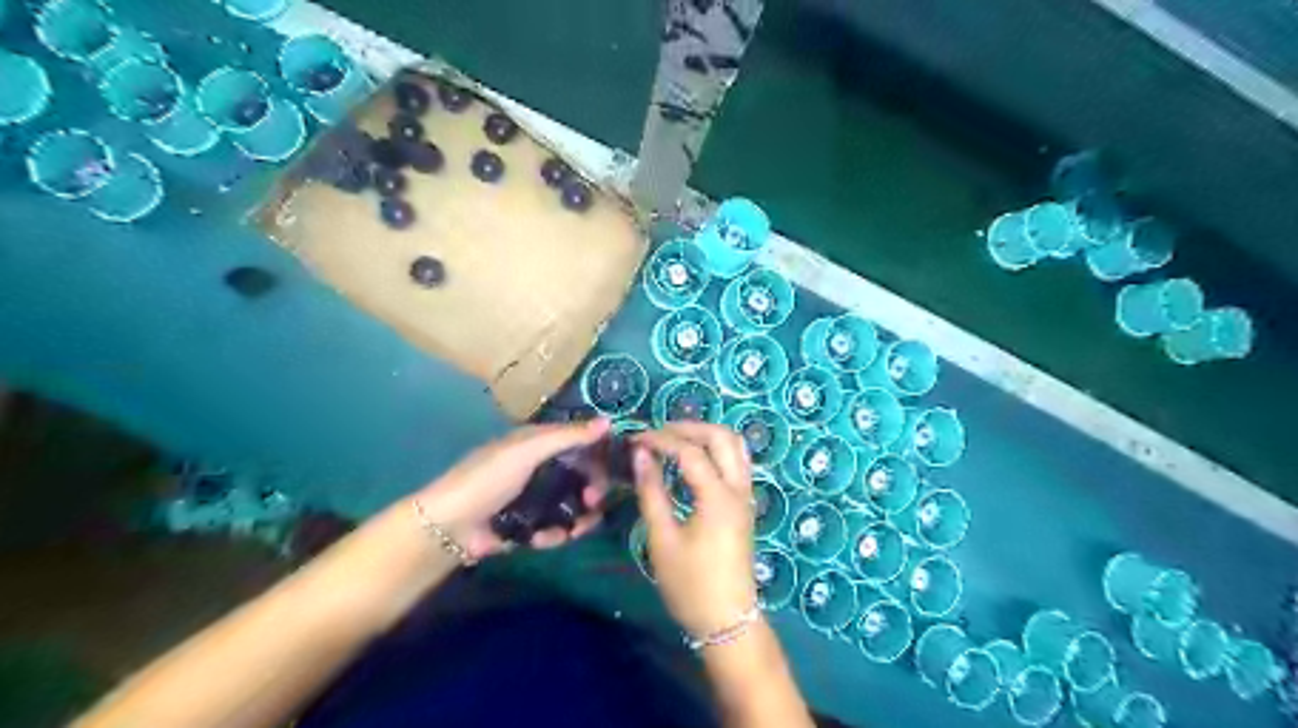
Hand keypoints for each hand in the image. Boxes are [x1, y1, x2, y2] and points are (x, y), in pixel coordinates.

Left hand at [417, 415, 614, 563]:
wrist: (450, 526)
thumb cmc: (489, 478)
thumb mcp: (528, 450)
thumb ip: (568, 436)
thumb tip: (608, 421)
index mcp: (539, 444)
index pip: (580, 442)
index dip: (600, 453)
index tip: (618, 466)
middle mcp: (541, 468)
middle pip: (582, 476)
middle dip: (593, 488)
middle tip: (594, 500)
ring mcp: (537, 499)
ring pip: (574, 505)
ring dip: (580, 517)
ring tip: (576, 529)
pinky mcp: (531, 527)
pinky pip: (557, 528)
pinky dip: (555, 535)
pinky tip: (542, 539)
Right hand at [631, 421, 757, 635]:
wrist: (726, 621)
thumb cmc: (690, 584)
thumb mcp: (662, 539)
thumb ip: (651, 492)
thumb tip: (641, 455)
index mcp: (718, 497)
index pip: (690, 452)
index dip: (661, 439)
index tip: (635, 439)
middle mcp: (738, 489)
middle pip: (722, 437)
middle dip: (689, 428)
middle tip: (658, 433)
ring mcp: (746, 496)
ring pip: (735, 446)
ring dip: (706, 435)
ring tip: (675, 440)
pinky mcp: (745, 505)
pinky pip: (737, 462)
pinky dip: (717, 450)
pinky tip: (695, 459)